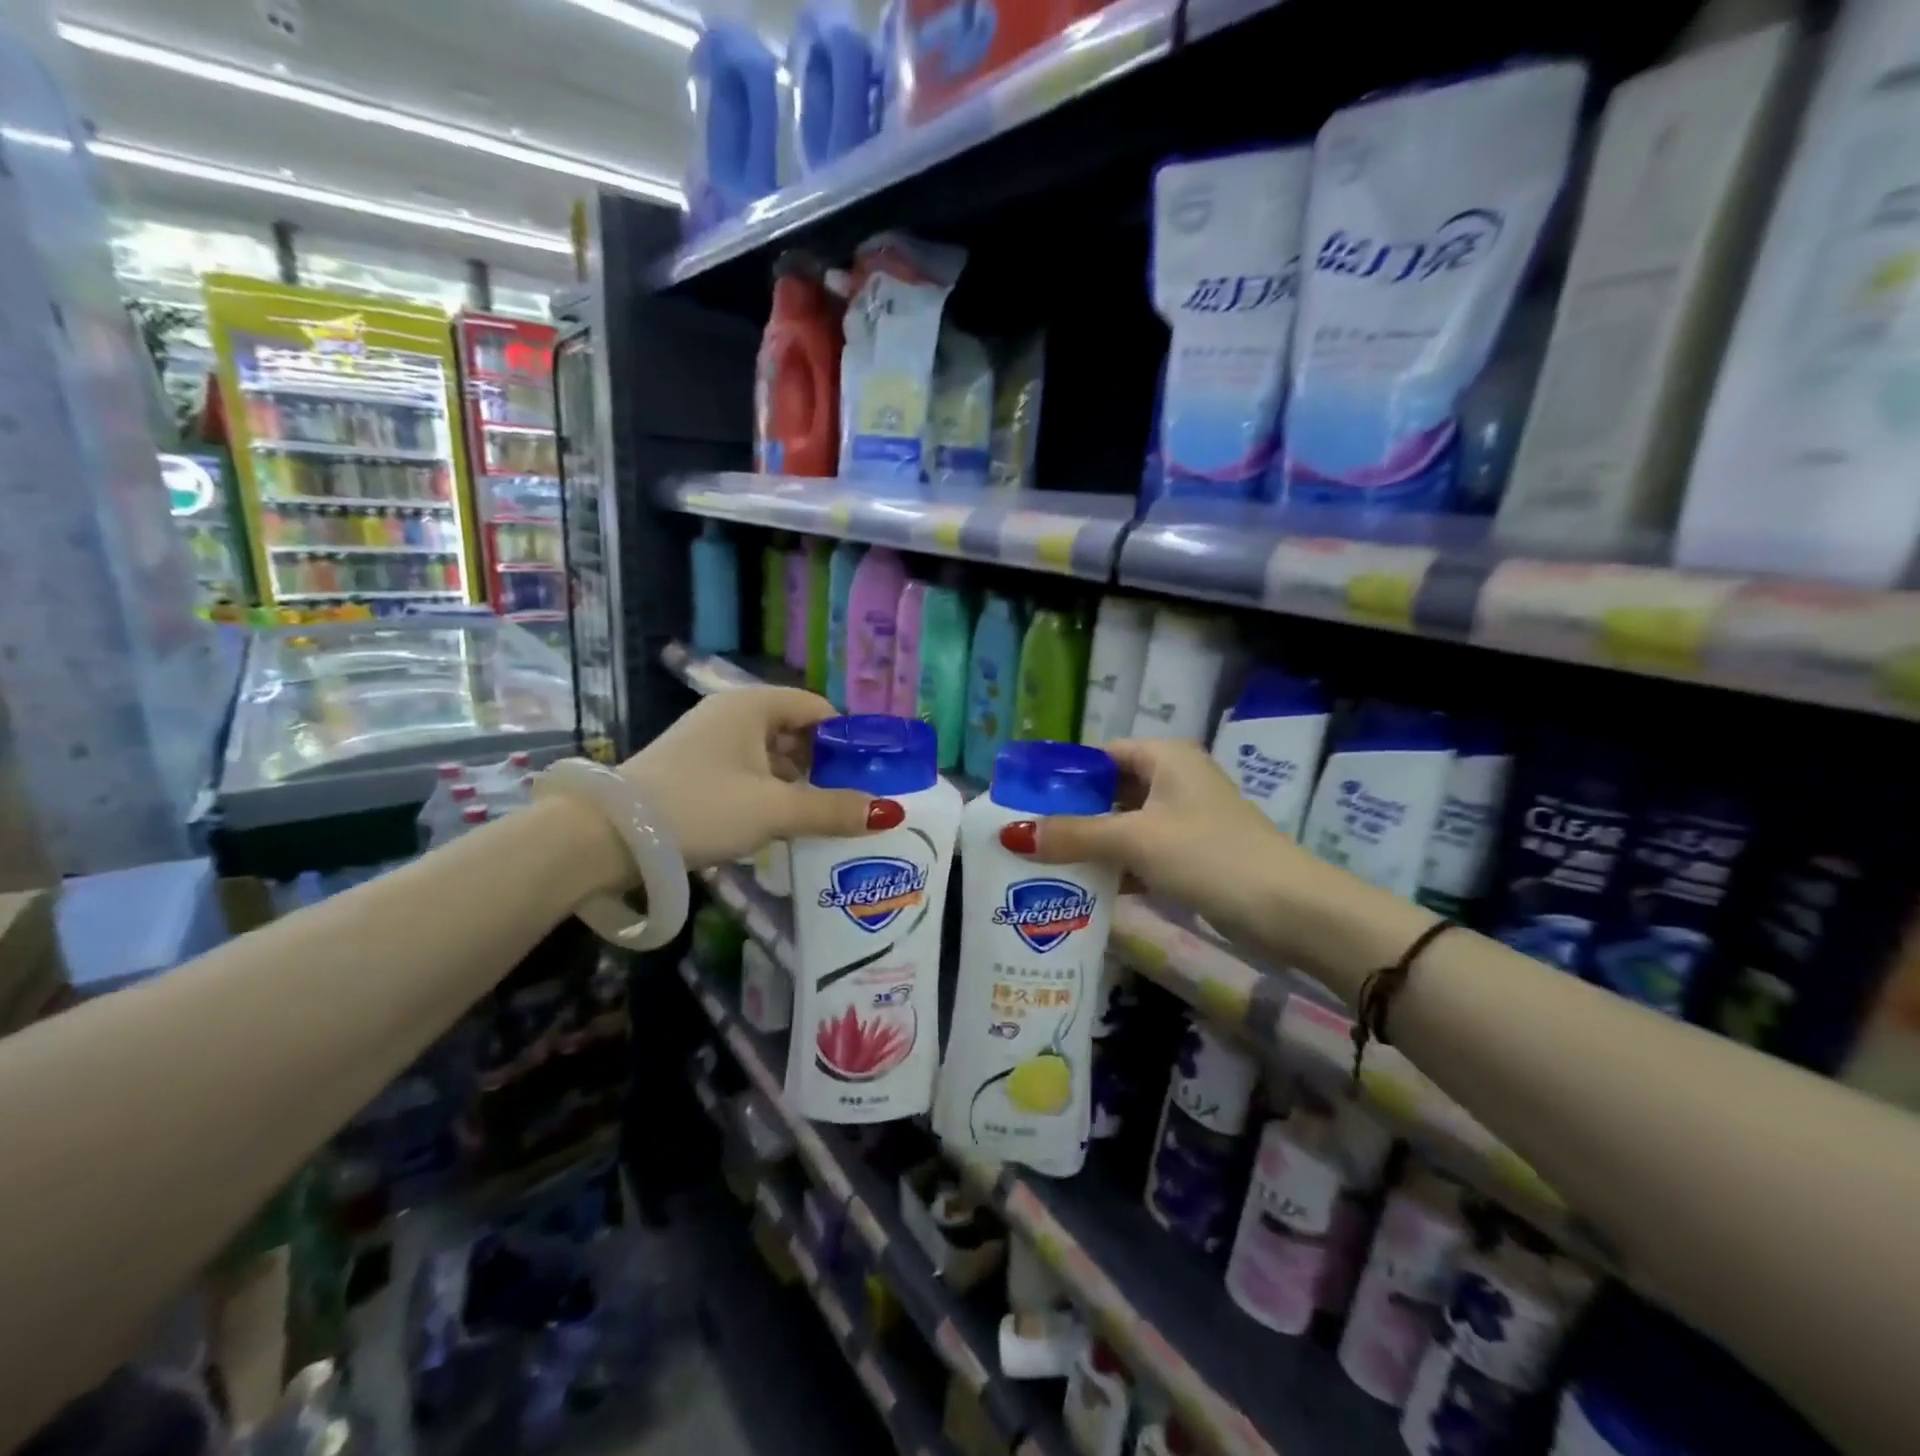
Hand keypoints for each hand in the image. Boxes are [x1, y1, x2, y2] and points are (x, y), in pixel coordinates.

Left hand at [621, 688, 887, 868]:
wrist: (606, 837)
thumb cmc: (700, 808)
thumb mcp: (774, 810)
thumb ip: (832, 810)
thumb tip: (888, 813)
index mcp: (752, 706)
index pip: (817, 709)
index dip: (848, 739)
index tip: (870, 775)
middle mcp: (731, 715)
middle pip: (796, 732)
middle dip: (825, 766)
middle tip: (851, 802)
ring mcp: (709, 742)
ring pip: (771, 756)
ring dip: (798, 784)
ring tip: (823, 818)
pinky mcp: (694, 770)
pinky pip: (747, 774)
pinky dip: (769, 793)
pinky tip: (781, 824)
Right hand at [1002, 738, 1312, 933]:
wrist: (1290, 910)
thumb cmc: (1209, 855)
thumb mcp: (1135, 840)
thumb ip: (1074, 834)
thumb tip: (1011, 835)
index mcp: (1164, 757)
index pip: (1100, 754)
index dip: (1062, 774)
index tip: (1023, 800)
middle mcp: (1174, 779)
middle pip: (1109, 790)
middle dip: (1071, 813)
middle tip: (1027, 836)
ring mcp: (1185, 819)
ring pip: (1123, 824)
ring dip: (1090, 843)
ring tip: (1042, 863)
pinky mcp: (1192, 854)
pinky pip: (1141, 852)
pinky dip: (1115, 866)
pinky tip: (1084, 888)